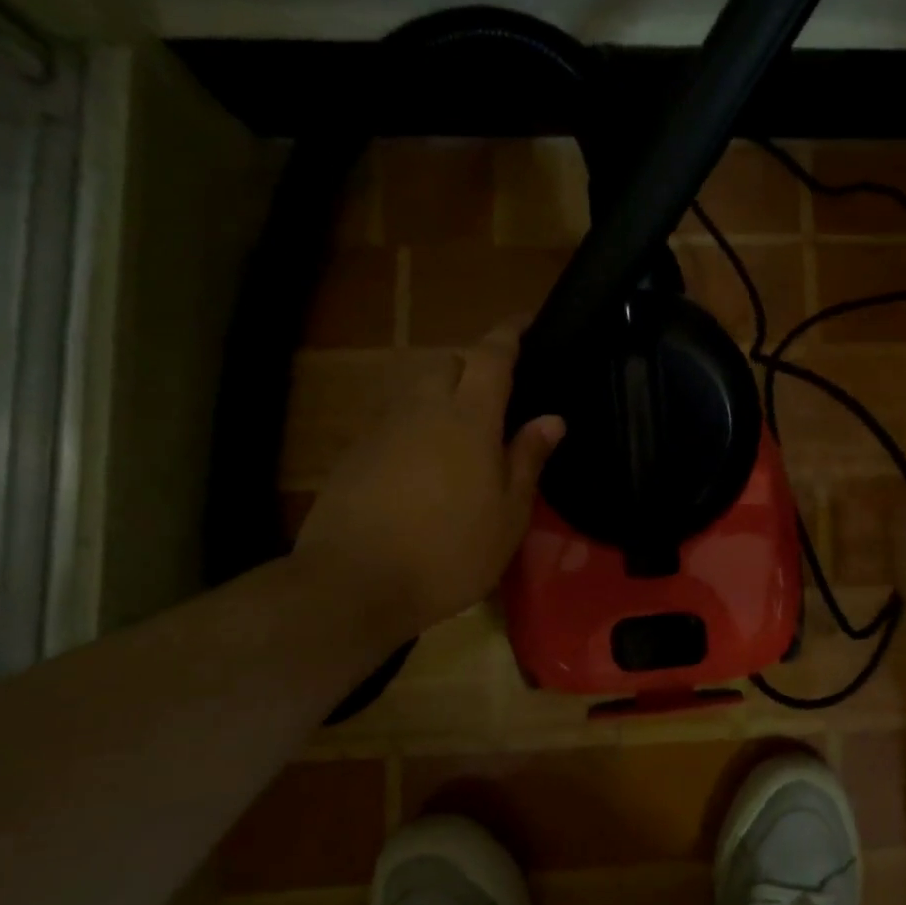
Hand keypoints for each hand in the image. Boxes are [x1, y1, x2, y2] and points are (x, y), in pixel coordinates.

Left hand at [292, 321, 563, 636]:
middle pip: (448, 361)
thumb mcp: (508, 514)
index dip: (509, 333)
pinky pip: (394, 417)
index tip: (526, 320)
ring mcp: (383, 428)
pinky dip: (417, 420)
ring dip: (443, 389)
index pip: (491, 355)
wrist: (352, 584)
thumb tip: (552, 418)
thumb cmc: (449, 551)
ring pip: (417, 386)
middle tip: (499, 391)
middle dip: (474, 363)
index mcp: (468, 418)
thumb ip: (528, 458)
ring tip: (464, 425)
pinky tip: (426, 459)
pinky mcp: (356, 452)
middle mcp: (422, 409)